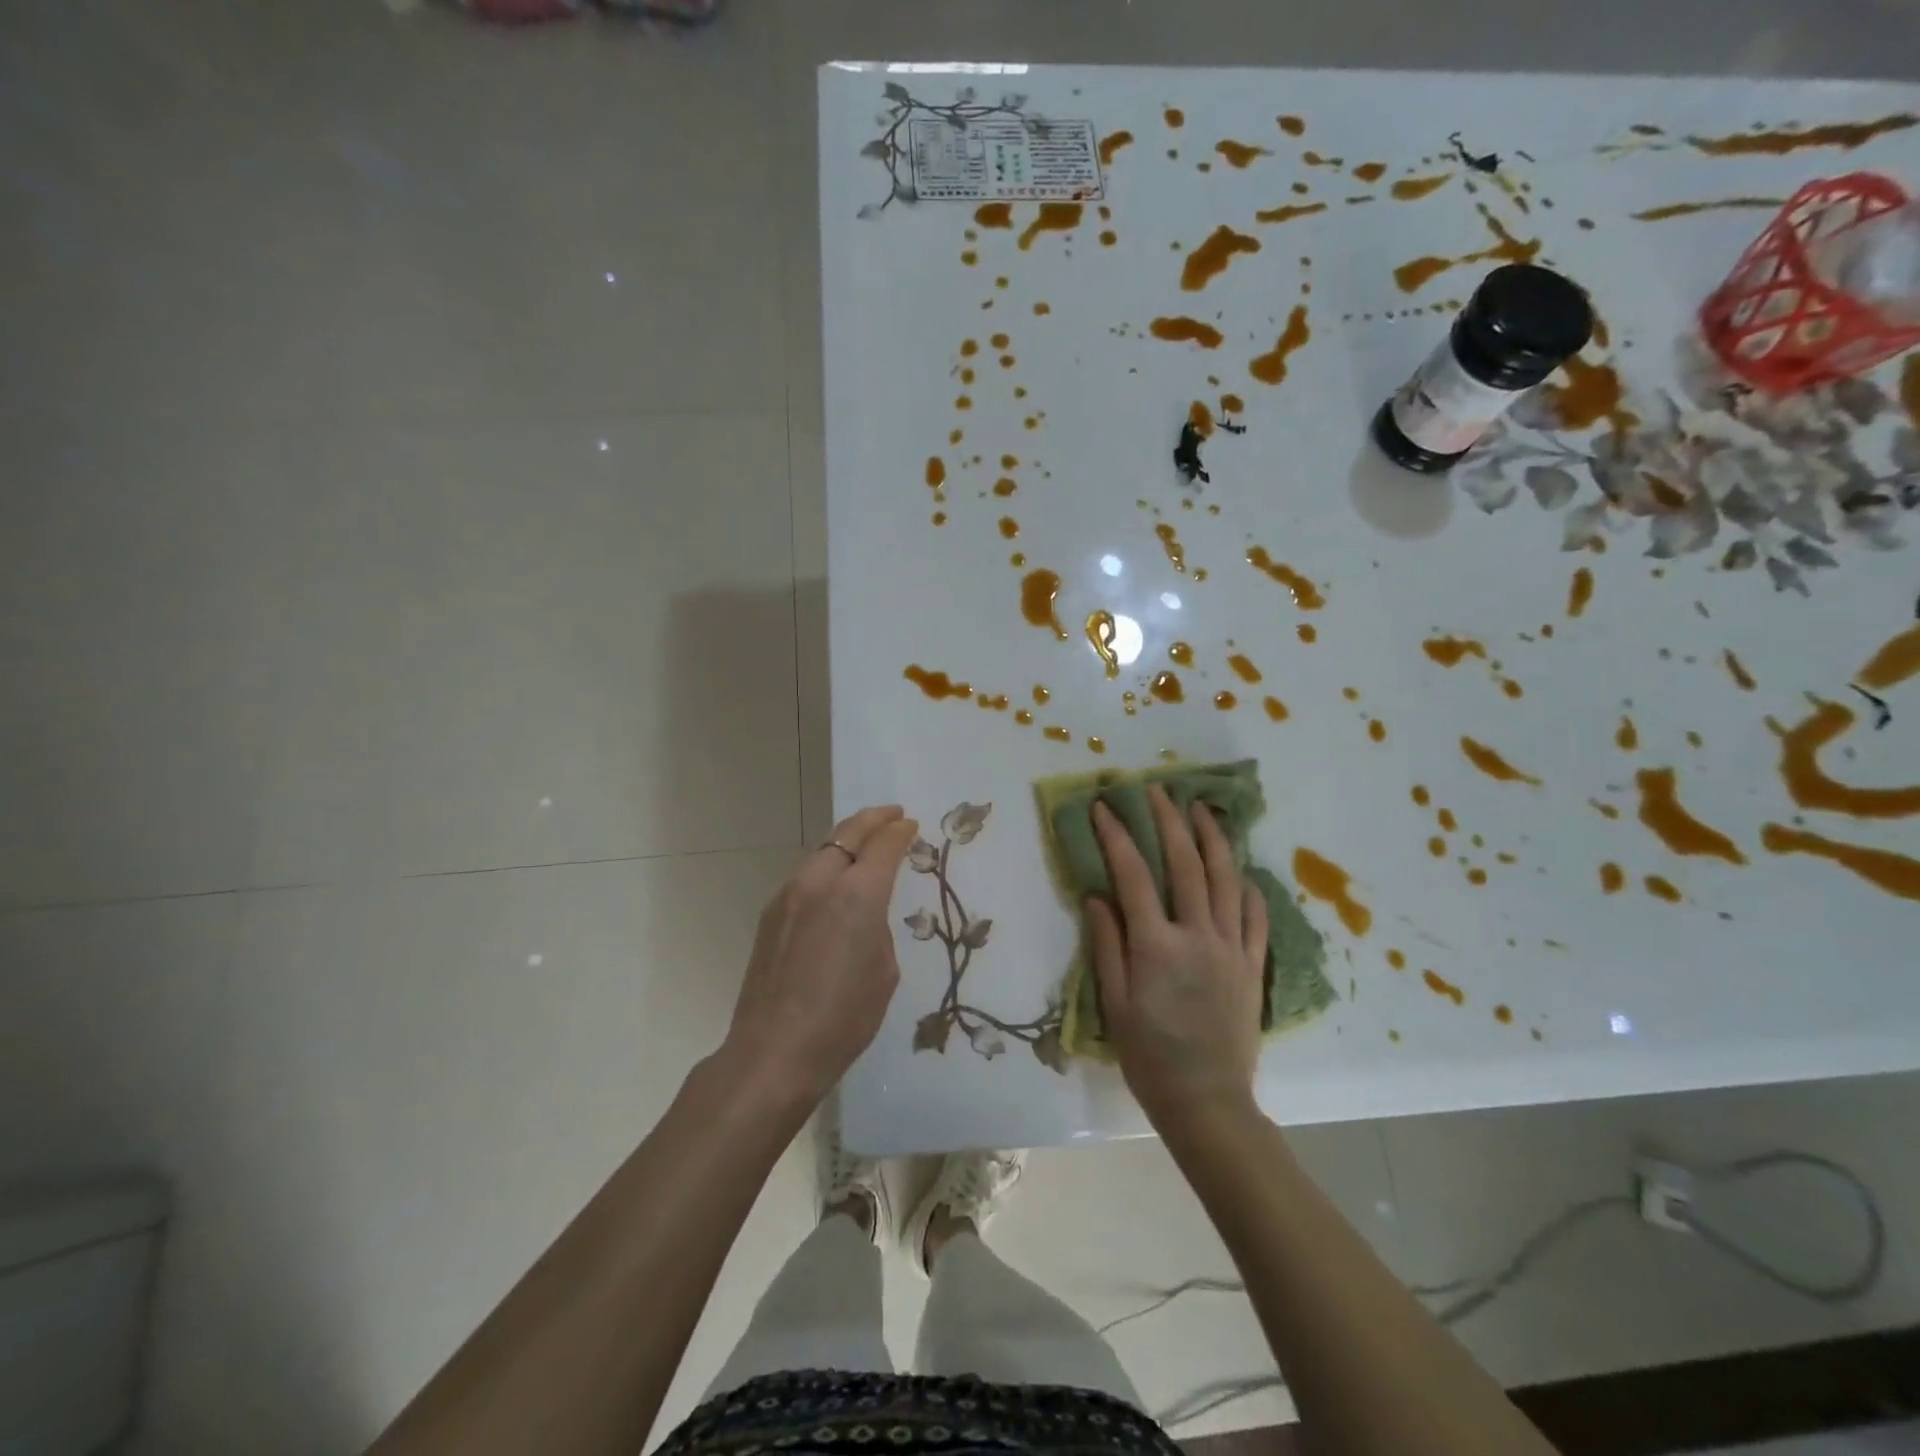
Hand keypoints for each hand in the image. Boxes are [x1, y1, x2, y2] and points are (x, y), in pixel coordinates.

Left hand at [723, 805, 919, 1108]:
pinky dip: (827, 865)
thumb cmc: (843, 1018)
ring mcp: (789, 894)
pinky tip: (835, 881)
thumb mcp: (883, 971)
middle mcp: (820, 882)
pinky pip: (806, 875)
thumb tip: (865, 912)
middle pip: (848, 833)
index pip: (884, 844)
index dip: (900, 831)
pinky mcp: (771, 913)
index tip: (910, 825)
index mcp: (858, 895)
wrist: (774, 1051)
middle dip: (873, 819)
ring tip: (865, 843)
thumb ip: (878, 926)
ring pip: (823, 851)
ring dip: (847, 841)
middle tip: (891, 815)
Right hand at [1084, 786, 1266, 1131]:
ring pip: (1225, 879)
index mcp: (1157, 945)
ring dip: (1212, 839)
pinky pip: (1254, 916)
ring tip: (1201, 808)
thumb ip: (1106, 945)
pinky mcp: (1253, 965)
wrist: (1207, 1102)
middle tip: (1157, 790)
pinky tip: (1239, 871)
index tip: (1105, 806)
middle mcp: (1197, 935)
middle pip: (1185, 864)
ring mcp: (1231, 947)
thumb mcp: (1114, 1004)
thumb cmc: (1149, 1056)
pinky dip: (1246, 887)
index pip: (1134, 875)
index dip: (1117, 836)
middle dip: (1169, 821)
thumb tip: (1097, 896)